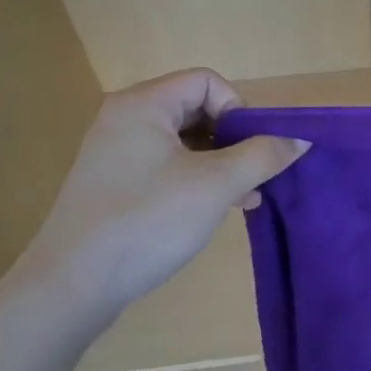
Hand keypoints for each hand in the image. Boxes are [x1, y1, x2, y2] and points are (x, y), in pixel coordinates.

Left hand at [1, 69, 308, 338]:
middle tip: (253, 175)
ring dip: (219, 163)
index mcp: (144, 105)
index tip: (250, 149)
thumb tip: (301, 139)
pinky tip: (218, 209)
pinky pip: (165, 166)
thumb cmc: (146, 223)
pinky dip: (195, 179)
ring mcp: (116, 153)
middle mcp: (125, 118)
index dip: (238, 109)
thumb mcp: (216, 186)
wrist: (69, 289)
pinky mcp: (113, 184)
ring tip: (245, 197)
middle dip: (233, 140)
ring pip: (184, 141)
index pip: (207, 81)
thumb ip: (263, 156)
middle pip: (196, 109)